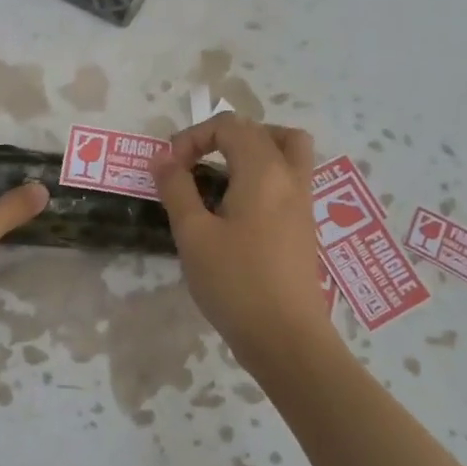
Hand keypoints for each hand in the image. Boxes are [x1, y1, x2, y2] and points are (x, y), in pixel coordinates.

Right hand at [154, 114, 336, 372]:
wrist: (287, 339)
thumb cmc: (236, 283)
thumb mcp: (193, 235)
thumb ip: (177, 189)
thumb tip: (162, 157)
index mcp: (263, 171)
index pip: (230, 126)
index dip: (193, 137)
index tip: (169, 168)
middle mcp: (290, 178)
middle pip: (266, 132)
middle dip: (225, 137)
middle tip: (198, 163)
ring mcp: (303, 203)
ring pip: (287, 153)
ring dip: (253, 152)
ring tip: (220, 177)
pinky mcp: (304, 227)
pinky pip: (289, 180)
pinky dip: (264, 177)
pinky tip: (236, 210)